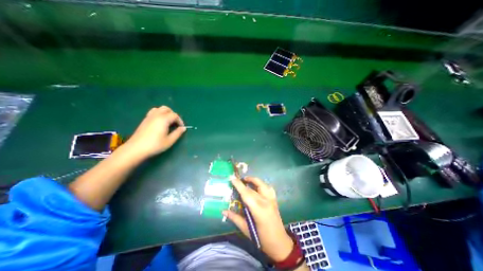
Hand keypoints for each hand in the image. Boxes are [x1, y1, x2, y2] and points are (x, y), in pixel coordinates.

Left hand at [123, 106, 184, 159]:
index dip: (180, 121)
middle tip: (175, 123)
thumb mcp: (170, 141)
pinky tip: (160, 123)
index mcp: (164, 119)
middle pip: (167, 109)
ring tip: (168, 121)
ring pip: (159, 109)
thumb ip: (178, 133)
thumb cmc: (155, 145)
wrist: (136, 149)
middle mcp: (156, 115)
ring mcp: (149, 117)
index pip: (175, 115)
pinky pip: (153, 112)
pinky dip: (159, 114)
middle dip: (173, 114)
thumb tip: (183, 128)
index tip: (181, 128)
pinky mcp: (144, 120)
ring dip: (166, 113)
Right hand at [224, 176, 293, 260]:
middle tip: (237, 179)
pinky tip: (258, 186)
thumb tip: (224, 211)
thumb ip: (235, 218)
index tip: (232, 177)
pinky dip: (262, 184)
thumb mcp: (246, 229)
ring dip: (254, 180)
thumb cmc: (261, 239)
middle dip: (245, 181)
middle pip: (253, 187)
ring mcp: (272, 199)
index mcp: (258, 209)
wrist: (280, 244)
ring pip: (263, 184)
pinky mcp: (275, 200)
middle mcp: (266, 201)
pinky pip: (268, 188)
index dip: (238, 184)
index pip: (246, 193)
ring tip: (247, 180)